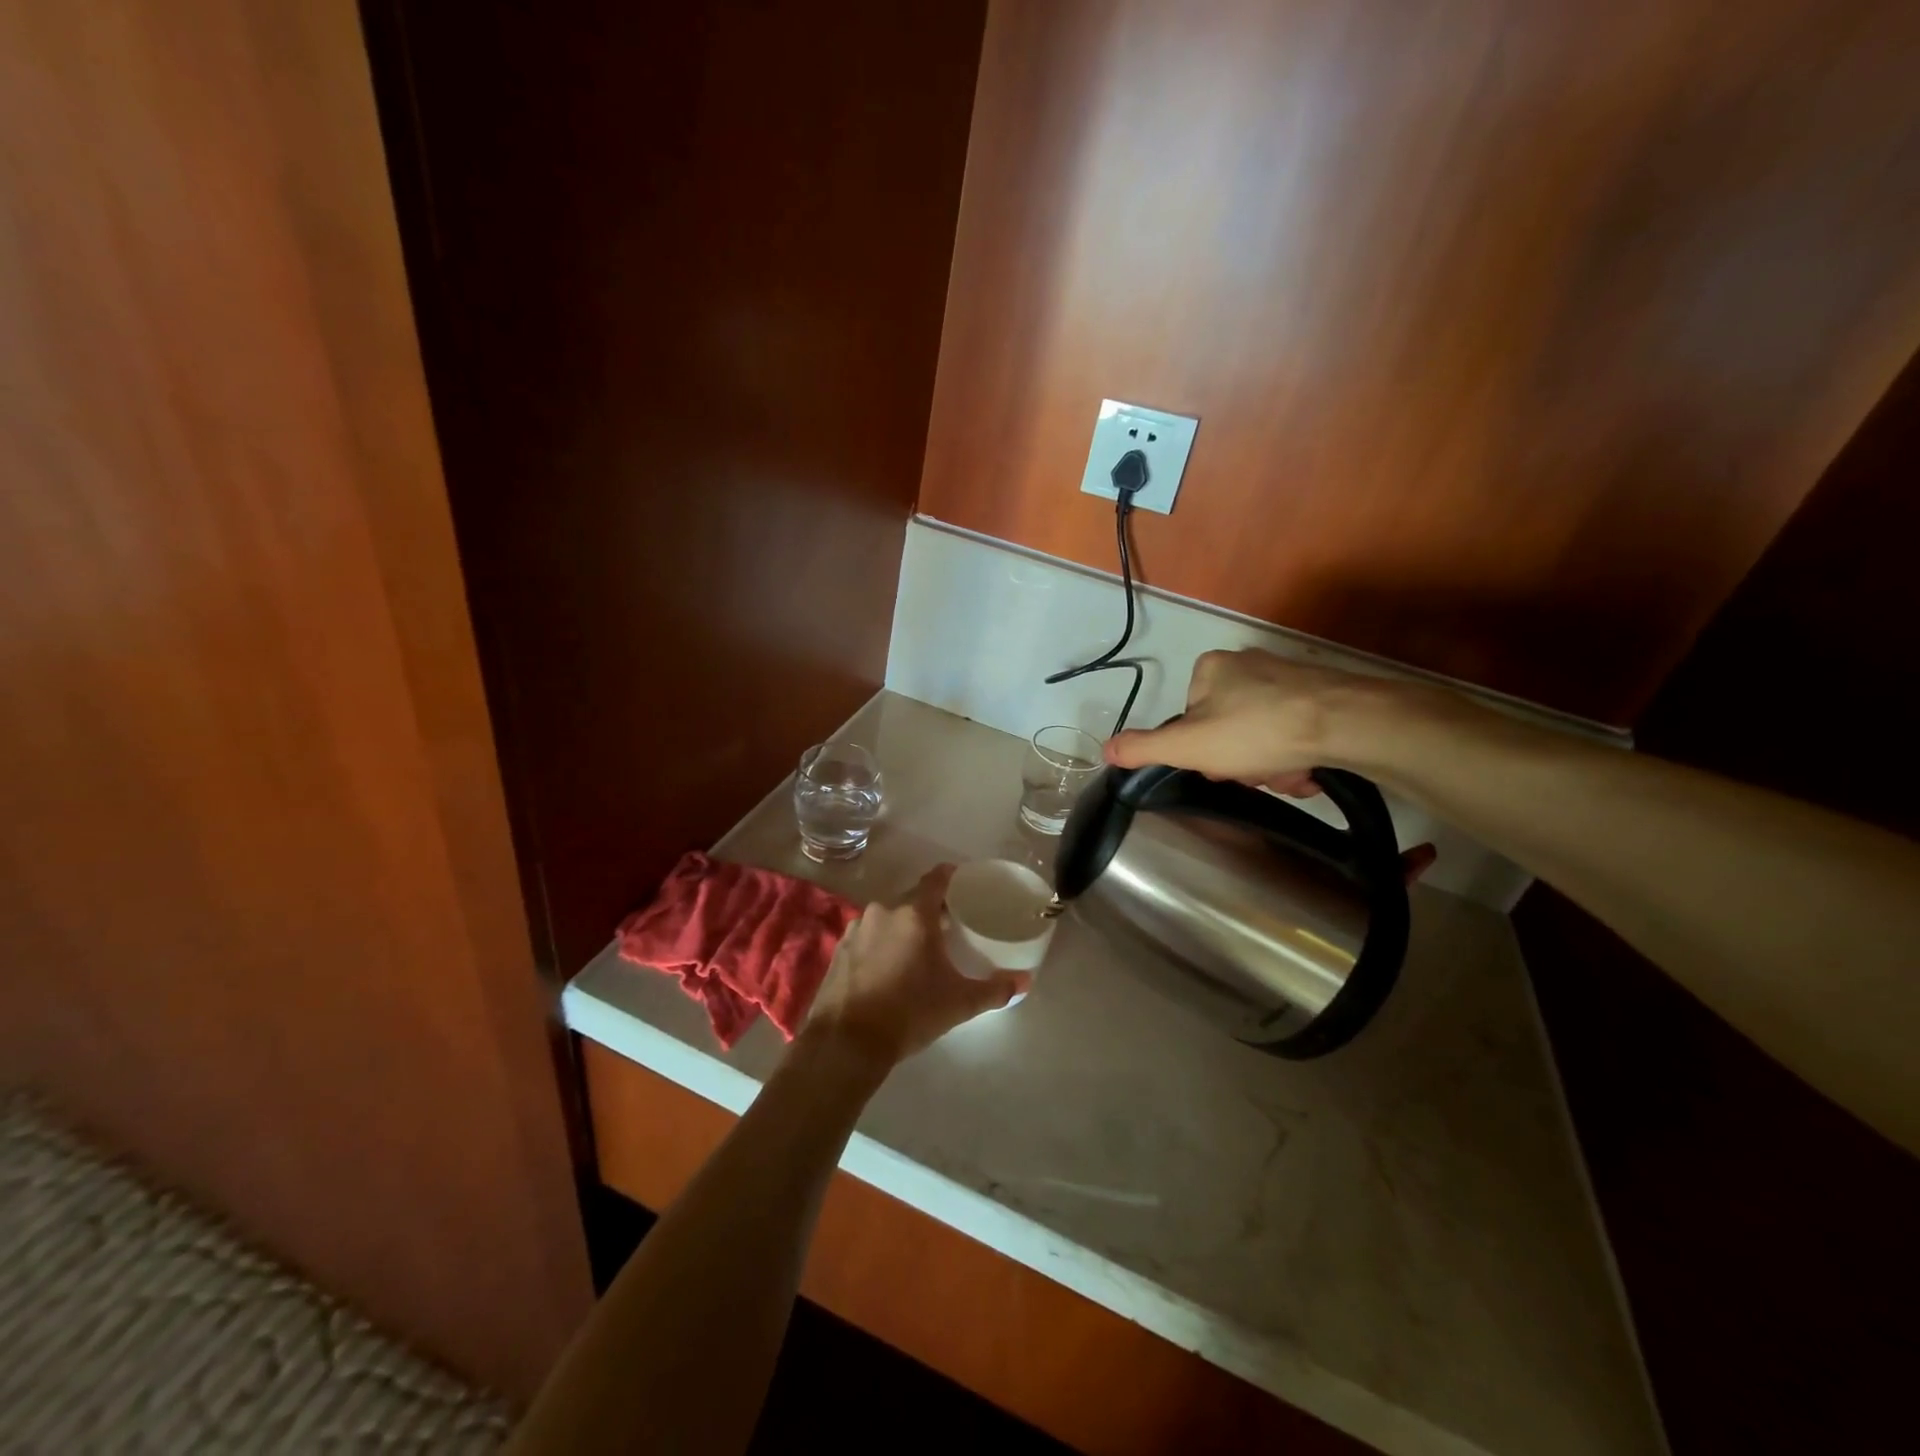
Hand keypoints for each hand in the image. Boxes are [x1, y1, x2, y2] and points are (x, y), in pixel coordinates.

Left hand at [803, 865, 1026, 1072]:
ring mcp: (856, 929)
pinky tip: (886, 967)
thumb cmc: (909, 1013)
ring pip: (887, 918)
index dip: (950, 877)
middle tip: (947, 926)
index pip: (935, 879)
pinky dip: (879, 944)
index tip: (963, 883)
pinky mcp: (838, 949)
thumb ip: (995, 989)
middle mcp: (883, 911)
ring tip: (917, 949)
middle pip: (911, 900)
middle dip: (929, 909)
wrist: (847, 1041)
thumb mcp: (959, 1003)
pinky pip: (866, 936)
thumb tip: (1026, 981)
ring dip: (902, 927)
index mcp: (914, 914)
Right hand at [1105, 650, 1439, 882]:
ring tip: (1290, 774)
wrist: (1347, 723)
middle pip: (1228, 729)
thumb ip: (1144, 748)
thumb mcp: (1188, 746)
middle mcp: (1249, 665)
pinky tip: (1310, 769)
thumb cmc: (1256, 731)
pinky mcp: (1323, 694)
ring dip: (1272, 765)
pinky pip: (1296, 732)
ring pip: (1264, 736)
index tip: (1219, 766)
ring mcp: (1289, 678)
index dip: (1201, 750)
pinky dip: (1299, 756)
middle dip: (1242, 761)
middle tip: (1258, 774)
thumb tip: (1104, 750)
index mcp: (1211, 669)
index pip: (1190, 718)